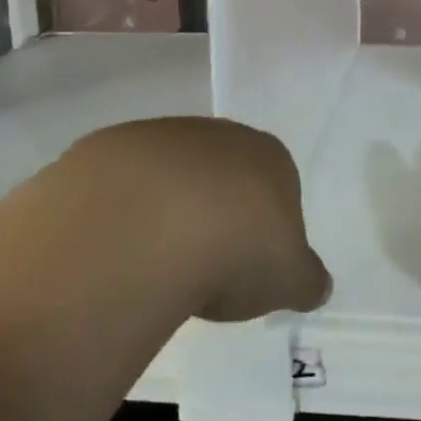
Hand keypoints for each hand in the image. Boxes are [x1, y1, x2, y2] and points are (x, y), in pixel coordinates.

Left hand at [60, 117, 330, 322]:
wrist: (145, 227)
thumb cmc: (235, 249)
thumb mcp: (288, 279)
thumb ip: (307, 279)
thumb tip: (318, 286)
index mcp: (267, 155)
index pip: (275, 184)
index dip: (263, 226)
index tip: (248, 266)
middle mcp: (216, 134)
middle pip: (218, 174)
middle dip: (212, 213)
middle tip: (200, 268)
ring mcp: (157, 137)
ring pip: (165, 176)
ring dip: (160, 212)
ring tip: (150, 268)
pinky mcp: (102, 150)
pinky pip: (112, 188)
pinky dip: (113, 217)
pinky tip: (110, 254)